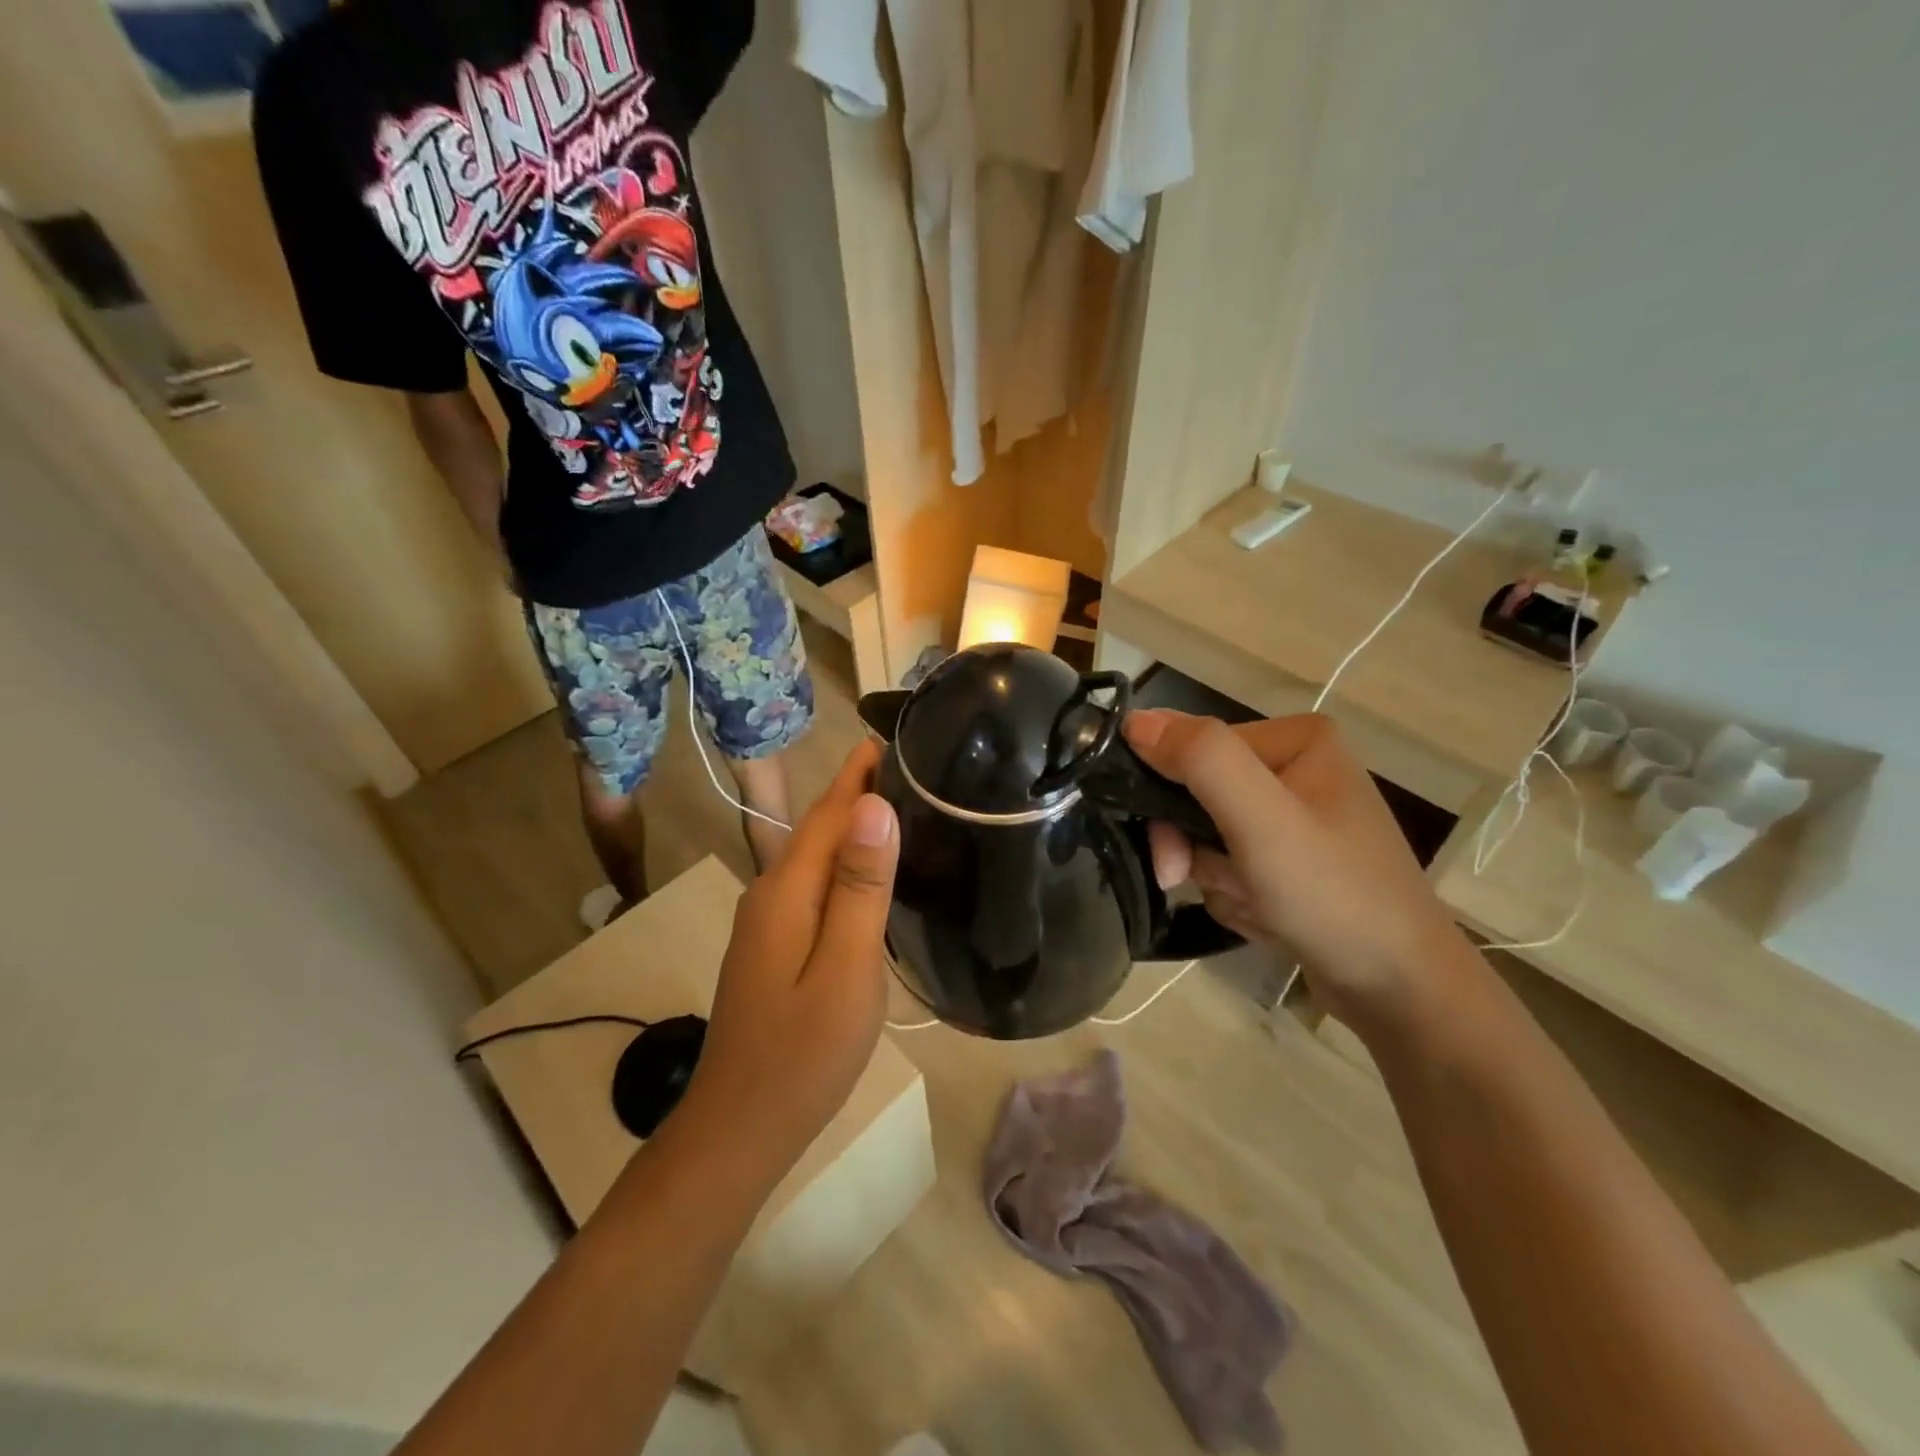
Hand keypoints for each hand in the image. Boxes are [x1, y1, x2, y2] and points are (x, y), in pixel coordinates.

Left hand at [678, 740, 899, 1176]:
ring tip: (904, 807)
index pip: (830, 812)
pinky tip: (871, 873)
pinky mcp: (774, 947)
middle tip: (916, 767)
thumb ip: (860, 887)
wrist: (738, 1130)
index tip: (897, 735)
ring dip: (854, 827)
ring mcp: (768, 923)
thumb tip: (874, 806)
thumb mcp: (845, 969)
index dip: (860, 772)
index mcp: (787, 891)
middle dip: (860, 792)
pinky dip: (845, 864)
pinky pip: (814, 886)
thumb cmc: (802, 1054)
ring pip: (816, 858)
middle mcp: (770, 894)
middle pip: (820, 829)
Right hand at [1123, 709, 1466, 1031]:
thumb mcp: (1263, 821)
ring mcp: (1294, 820)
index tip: (1171, 857)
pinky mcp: (1292, 862)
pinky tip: (1268, 920)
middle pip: (1198, 795)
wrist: (1404, 993)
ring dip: (1216, 880)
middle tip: (1188, 884)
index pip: (1194, 750)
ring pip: (1208, 837)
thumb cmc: (1336, 897)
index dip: (1168, 800)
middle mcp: (1295, 770)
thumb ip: (1202, 760)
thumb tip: (1134, 718)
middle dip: (1194, 849)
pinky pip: (1230, 868)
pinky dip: (1236, 897)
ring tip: (1256, 908)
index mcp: (1296, 741)